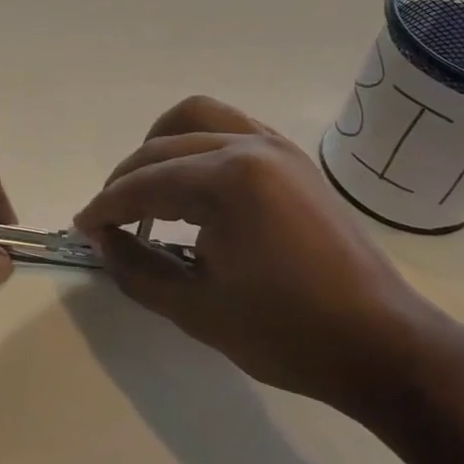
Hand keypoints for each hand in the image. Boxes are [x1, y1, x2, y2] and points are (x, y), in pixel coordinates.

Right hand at [73, 96, 442, 416]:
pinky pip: (231, 128)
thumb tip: (101, 241)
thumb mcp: (196, 309)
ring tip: (145, 188)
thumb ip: (136, 269)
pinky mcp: (293, 160)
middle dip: (126, 179)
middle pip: (163, 146)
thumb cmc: (287, 333)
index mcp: (228, 179)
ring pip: (198, 117)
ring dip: (160, 146)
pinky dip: (197, 144)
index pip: (146, 183)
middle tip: (107, 221)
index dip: (106, 207)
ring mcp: (277, 147)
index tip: (81, 228)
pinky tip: (191, 183)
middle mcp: (250, 146)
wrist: (381, 345)